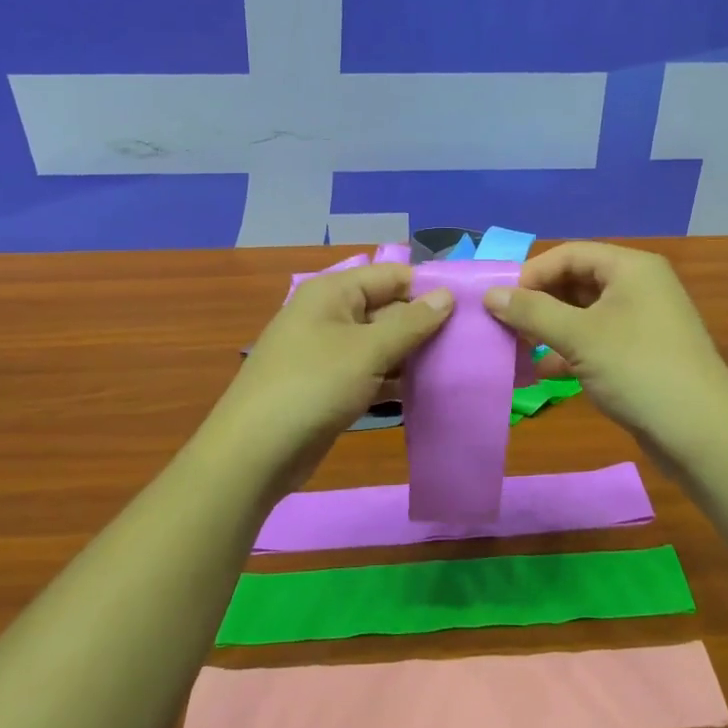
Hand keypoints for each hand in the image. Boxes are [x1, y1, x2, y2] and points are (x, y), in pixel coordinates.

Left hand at [208, 265, 452, 490]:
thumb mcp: (368, 350)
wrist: (255, 451)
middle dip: (425, 323)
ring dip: (413, 354)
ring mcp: (328, 351)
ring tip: (458, 364)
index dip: (428, 287)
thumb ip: (411, 322)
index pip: (391, 276)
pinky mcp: (330, 385)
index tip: (470, 305)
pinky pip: (371, 371)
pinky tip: (427, 390)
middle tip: (472, 340)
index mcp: (333, 292)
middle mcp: (330, 314)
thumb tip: (446, 295)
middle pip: (387, 308)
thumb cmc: (313, 386)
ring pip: (381, 343)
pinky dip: (395, 378)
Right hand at [482, 241, 727, 459]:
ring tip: (515, 350)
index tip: (499, 302)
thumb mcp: (579, 337)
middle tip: (503, 327)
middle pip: (575, 282)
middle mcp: (638, 286)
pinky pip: (595, 341)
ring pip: (583, 314)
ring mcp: (642, 322)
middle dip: (538, 303)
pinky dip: (568, 351)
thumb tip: (490, 294)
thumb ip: (532, 312)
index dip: (531, 274)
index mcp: (630, 268)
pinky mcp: (641, 354)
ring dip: (549, 329)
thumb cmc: (639, 370)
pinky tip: (543, 372)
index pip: (569, 254)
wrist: (703, 434)